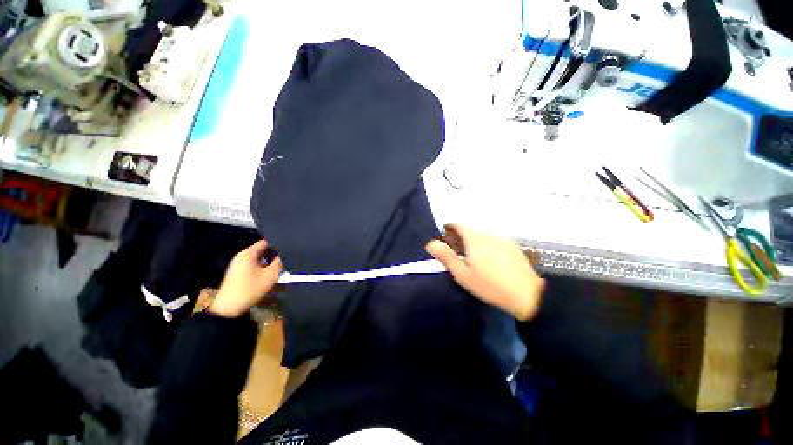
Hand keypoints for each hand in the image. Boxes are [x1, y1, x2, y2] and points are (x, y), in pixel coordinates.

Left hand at [209, 239, 282, 317]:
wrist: (229, 307)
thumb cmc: (251, 289)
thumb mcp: (271, 275)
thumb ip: (278, 263)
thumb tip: (281, 256)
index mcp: (248, 253)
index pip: (265, 242)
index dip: (276, 247)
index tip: (284, 254)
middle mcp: (241, 256)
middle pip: (261, 251)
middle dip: (271, 257)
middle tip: (281, 264)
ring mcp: (237, 264)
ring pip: (257, 260)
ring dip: (266, 264)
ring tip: (274, 272)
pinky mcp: (235, 273)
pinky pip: (251, 266)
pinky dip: (259, 269)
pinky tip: (264, 278)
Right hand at [426, 224, 544, 320]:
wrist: (527, 295)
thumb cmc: (489, 286)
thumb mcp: (463, 274)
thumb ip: (446, 257)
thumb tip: (431, 243)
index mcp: (474, 239)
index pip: (458, 225)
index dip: (449, 227)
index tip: (444, 235)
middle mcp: (488, 234)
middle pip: (470, 229)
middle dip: (460, 235)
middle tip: (456, 249)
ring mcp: (502, 239)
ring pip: (482, 234)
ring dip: (473, 240)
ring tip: (471, 255)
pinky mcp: (512, 246)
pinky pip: (493, 240)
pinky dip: (485, 244)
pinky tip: (489, 259)